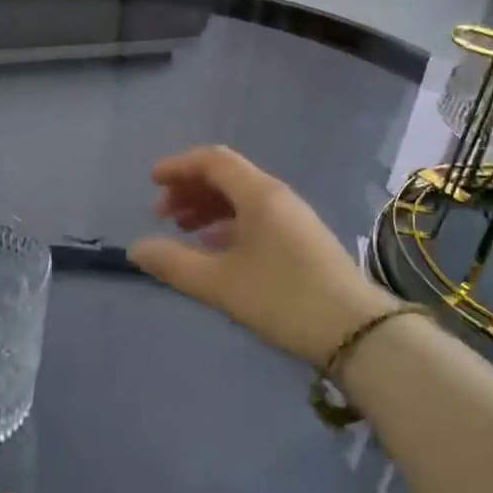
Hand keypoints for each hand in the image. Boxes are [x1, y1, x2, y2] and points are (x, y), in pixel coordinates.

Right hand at [129, 146, 396, 366]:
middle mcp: (277, 196)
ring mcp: (293, 218)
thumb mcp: (220, 283)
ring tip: (183, 231)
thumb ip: (174, 263)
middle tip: (162, 214)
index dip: (179, 166)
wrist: (356, 331)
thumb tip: (136, 247)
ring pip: (242, 199)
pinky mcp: (302, 240)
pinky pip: (257, 217)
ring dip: (209, 208)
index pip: (213, 160)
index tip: (152, 182)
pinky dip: (229, 225)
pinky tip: (217, 249)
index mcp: (258, 193)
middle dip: (191, 189)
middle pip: (228, 176)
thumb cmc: (282, 298)